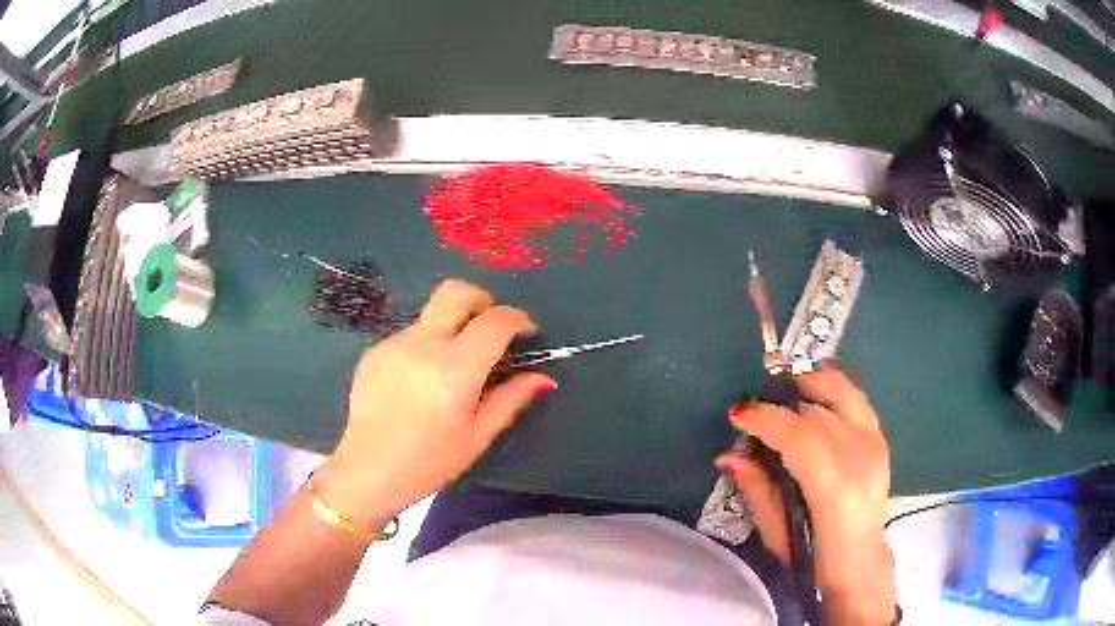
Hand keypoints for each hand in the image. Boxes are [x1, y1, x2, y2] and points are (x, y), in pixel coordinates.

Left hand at [316, 280, 555, 527]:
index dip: (518, 319)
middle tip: (489, 327)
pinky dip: (425, 347)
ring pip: (431, 316)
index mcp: (456, 367)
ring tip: (449, 370)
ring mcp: (394, 344)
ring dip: (450, 328)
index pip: (496, 321)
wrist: (368, 470)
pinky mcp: (374, 351)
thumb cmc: (430, 461)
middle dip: (481, 299)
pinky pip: (409, 336)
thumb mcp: (477, 436)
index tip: (526, 333)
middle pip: (456, 292)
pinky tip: (419, 383)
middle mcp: (424, 344)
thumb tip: (543, 378)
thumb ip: (511, 399)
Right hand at [715, 368, 895, 625]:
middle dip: (780, 404)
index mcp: (833, 487)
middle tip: (753, 408)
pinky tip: (817, 383)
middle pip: (817, 413)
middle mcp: (859, 457)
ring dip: (811, 382)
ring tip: (784, 382)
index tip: (736, 414)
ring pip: (842, 395)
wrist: (860, 563)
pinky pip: (856, 400)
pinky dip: (835, 386)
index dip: (765, 419)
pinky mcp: (880, 440)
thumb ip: (757, 491)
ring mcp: (874, 444)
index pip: (799, 437)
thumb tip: (728, 456)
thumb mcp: (777, 536)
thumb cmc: (814, 560)